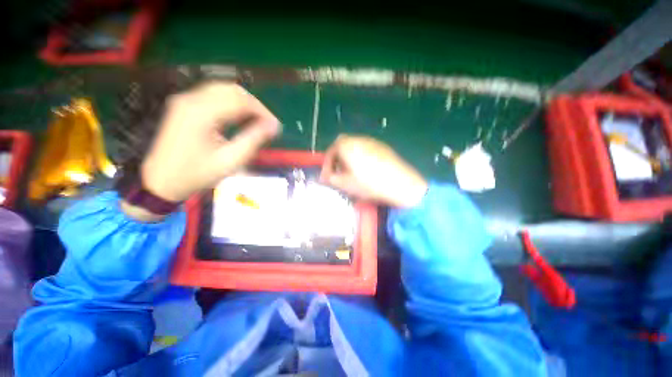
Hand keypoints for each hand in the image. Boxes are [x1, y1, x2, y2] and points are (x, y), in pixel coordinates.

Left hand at [140, 82, 280, 202]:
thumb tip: (274, 126)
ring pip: (222, 90)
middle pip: (232, 90)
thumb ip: (254, 139)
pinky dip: (231, 104)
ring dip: (244, 103)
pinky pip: (213, 96)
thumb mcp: (231, 160)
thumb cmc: (197, 174)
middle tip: (267, 124)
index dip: (262, 111)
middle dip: (255, 105)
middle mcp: (191, 99)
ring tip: (257, 121)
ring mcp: (185, 100)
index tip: (275, 126)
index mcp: (202, 113)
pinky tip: (239, 118)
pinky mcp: (183, 105)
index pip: (241, 100)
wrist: (161, 182)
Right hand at [320, 135, 427, 207]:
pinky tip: (367, 171)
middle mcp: (358, 138)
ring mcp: (372, 141)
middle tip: (339, 174)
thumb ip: (330, 178)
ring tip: (352, 174)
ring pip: (354, 148)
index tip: (328, 177)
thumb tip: (324, 177)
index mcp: (346, 145)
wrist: (400, 183)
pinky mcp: (383, 147)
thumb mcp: (344, 184)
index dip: (327, 165)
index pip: (330, 151)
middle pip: (342, 147)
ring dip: (349, 159)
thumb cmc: (368, 183)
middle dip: (337, 160)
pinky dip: (361, 158)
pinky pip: (366, 150)